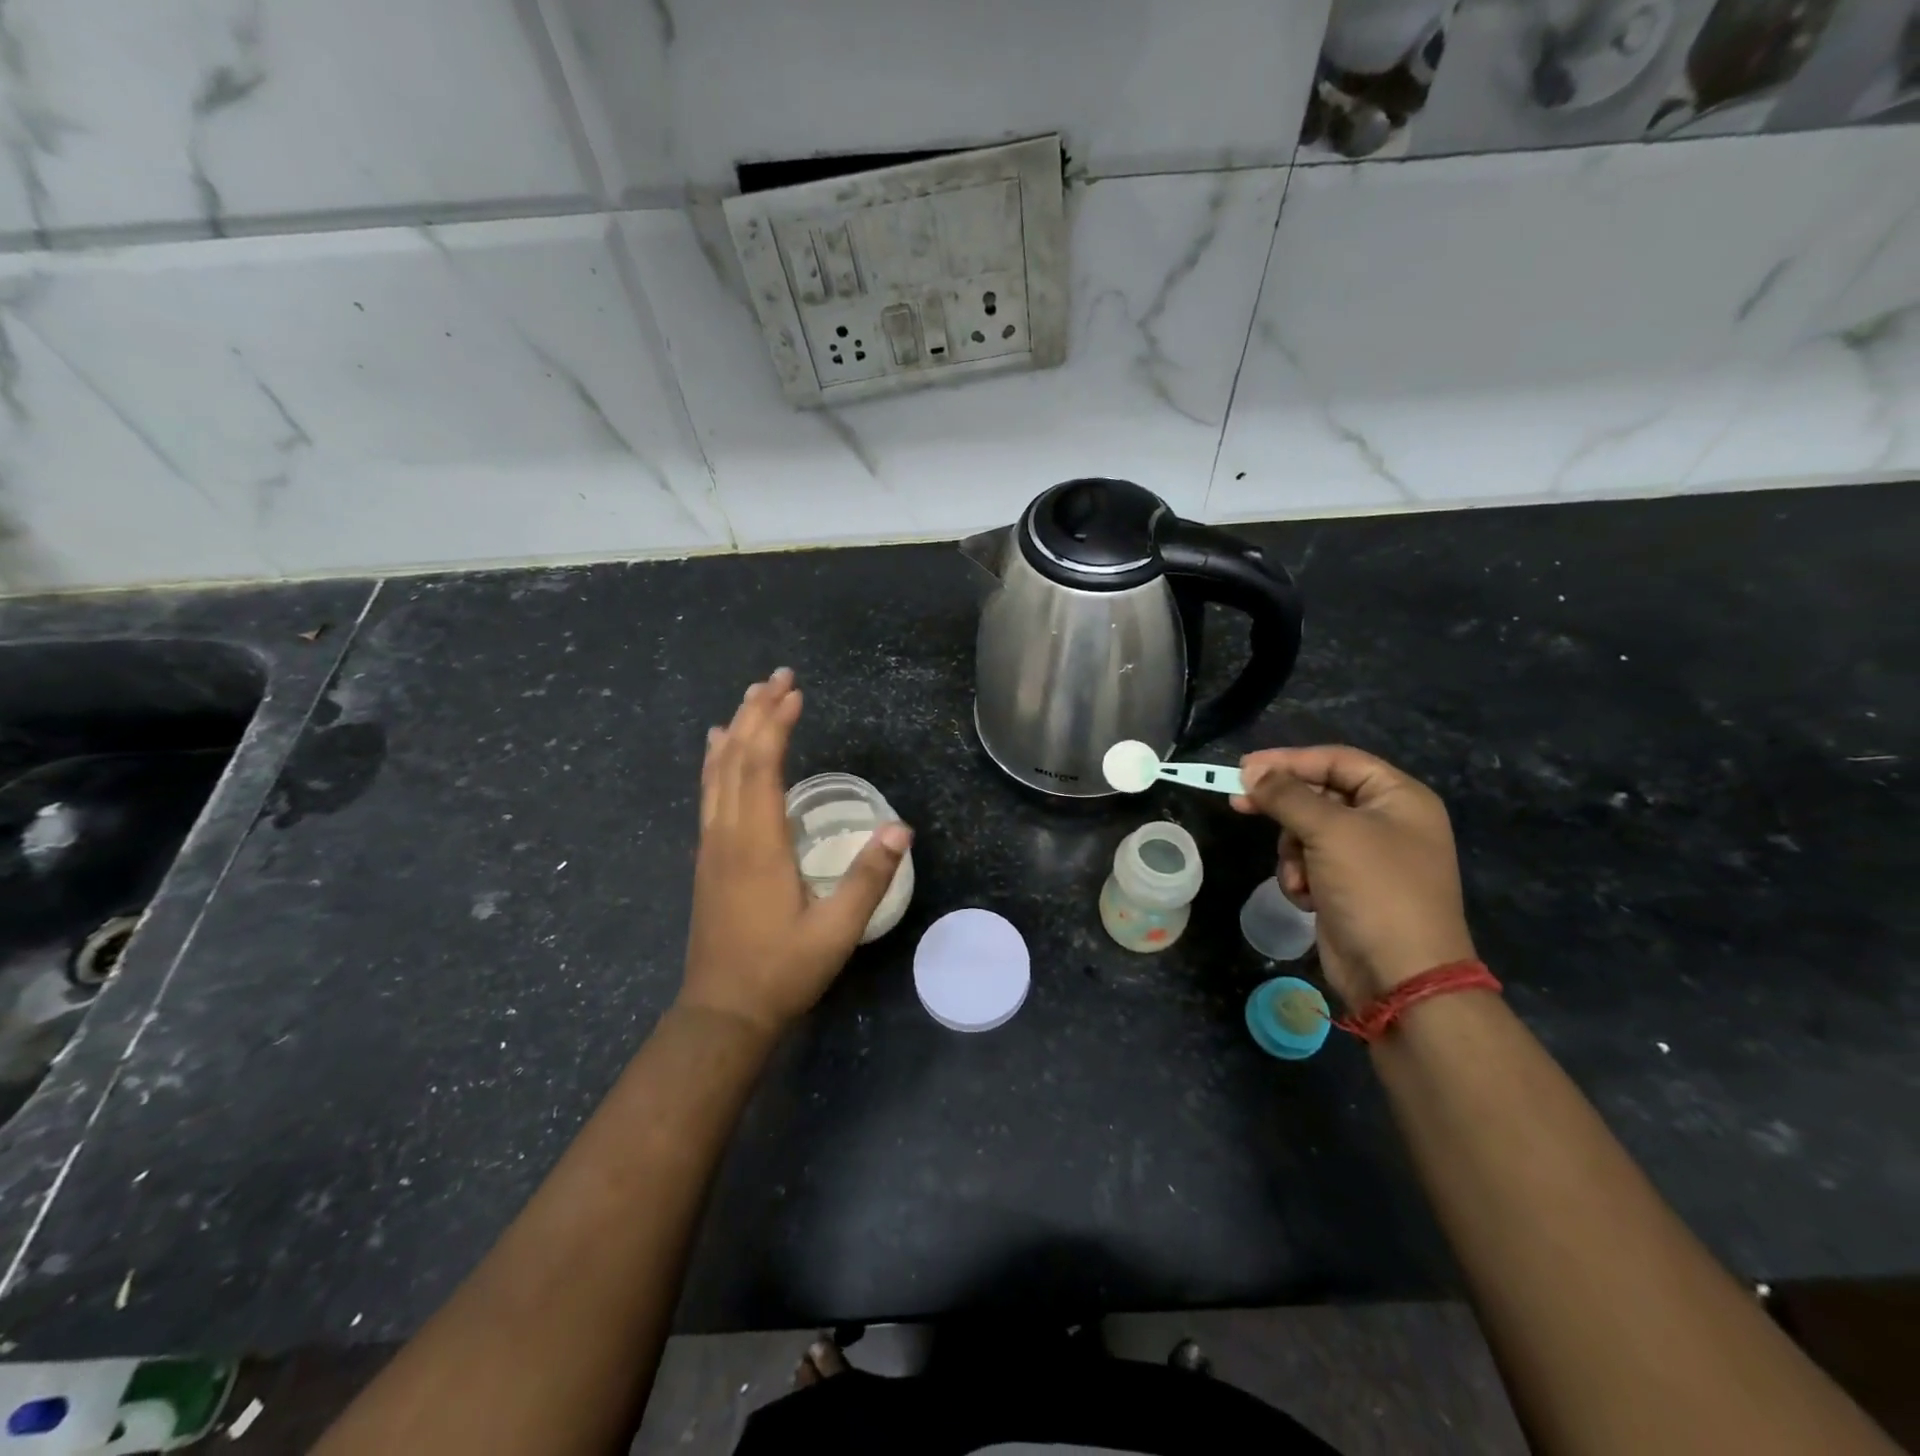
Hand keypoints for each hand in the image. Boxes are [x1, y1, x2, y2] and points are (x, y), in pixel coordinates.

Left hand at [679, 668, 911, 1039]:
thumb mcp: (836, 931)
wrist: (723, 1012)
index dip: (778, 724)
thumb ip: (868, 878)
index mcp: (758, 844)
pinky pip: (709, 793)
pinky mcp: (707, 858)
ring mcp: (712, 845)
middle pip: (736, 758)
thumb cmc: (782, 970)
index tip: (796, 692)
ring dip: (735, 730)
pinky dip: (716, 761)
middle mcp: (728, 834)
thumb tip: (901, 828)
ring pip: (717, 772)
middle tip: (778, 677)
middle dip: (757, 713)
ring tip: (751, 697)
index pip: (763, 765)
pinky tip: (718, 749)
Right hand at [1232, 745, 1474, 1009]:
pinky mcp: (1349, 887)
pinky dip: (1300, 877)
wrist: (1400, 975)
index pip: (1336, 760)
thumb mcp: (1329, 831)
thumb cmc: (1375, 889)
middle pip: (1319, 795)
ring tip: (1298, 876)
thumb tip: (1251, 771)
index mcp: (1399, 798)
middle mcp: (1387, 821)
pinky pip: (1310, 864)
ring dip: (1292, 852)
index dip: (1289, 760)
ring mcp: (1368, 857)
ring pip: (1307, 831)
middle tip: (1240, 804)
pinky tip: (1306, 898)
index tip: (1244, 768)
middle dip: (1286, 810)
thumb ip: (1287, 795)